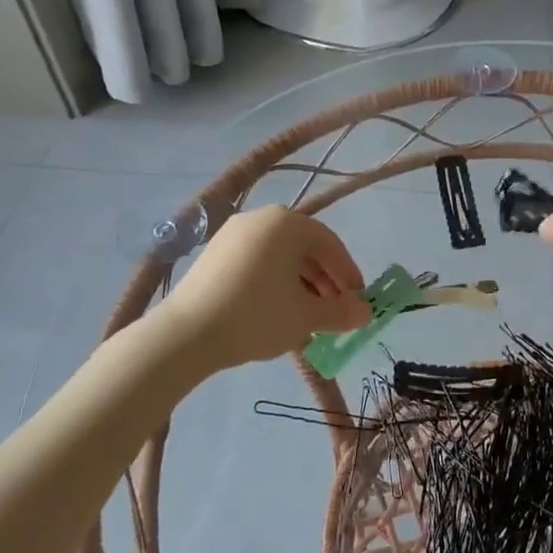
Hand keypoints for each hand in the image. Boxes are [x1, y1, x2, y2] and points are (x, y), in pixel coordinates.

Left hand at [159, 205, 370, 368]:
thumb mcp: (306, 317)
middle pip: (305, 248)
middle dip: (325, 281)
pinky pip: (257, 262)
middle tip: (334, 312)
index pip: (331, 245)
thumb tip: (366, 313)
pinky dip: (274, 282)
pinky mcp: (214, 253)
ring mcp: (233, 234)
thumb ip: (341, 312)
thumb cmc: (256, 316)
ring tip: (307, 316)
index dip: (348, 274)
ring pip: (280, 256)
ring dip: (301, 284)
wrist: (186, 334)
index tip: (358, 302)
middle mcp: (261, 218)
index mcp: (288, 224)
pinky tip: (276, 312)